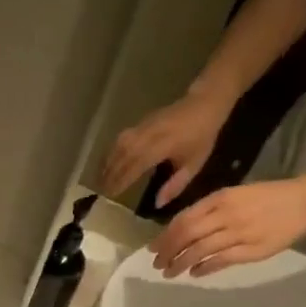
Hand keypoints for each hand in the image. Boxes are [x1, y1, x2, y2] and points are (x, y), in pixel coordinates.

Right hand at [100, 93, 228, 205]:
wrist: (204, 103)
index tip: (111, 195)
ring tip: (101, 179)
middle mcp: (147, 137)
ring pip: (117, 148)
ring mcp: (141, 128)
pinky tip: (108, 163)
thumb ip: (176, 184)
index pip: (134, 167)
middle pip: (122, 158)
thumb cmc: (202, 136)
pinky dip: (111, 153)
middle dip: (110, 176)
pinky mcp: (138, 124)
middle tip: (101, 192)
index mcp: (161, 147)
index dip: (122, 182)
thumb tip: (158, 204)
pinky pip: (120, 140)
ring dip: (108, 164)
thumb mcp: (195, 163)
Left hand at [150, 177, 305, 277]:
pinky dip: (204, 268)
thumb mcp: (233, 195)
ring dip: (181, 263)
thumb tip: (181, 230)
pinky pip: (221, 260)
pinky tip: (195, 273)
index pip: (183, 219)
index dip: (165, 236)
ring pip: (200, 250)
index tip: (152, 248)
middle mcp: (226, 214)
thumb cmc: (266, 197)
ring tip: (170, 273)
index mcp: (220, 199)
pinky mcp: (252, 249)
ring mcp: (239, 232)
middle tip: (157, 264)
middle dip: (168, 252)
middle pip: (187, 236)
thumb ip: (208, 211)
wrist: (305, 200)